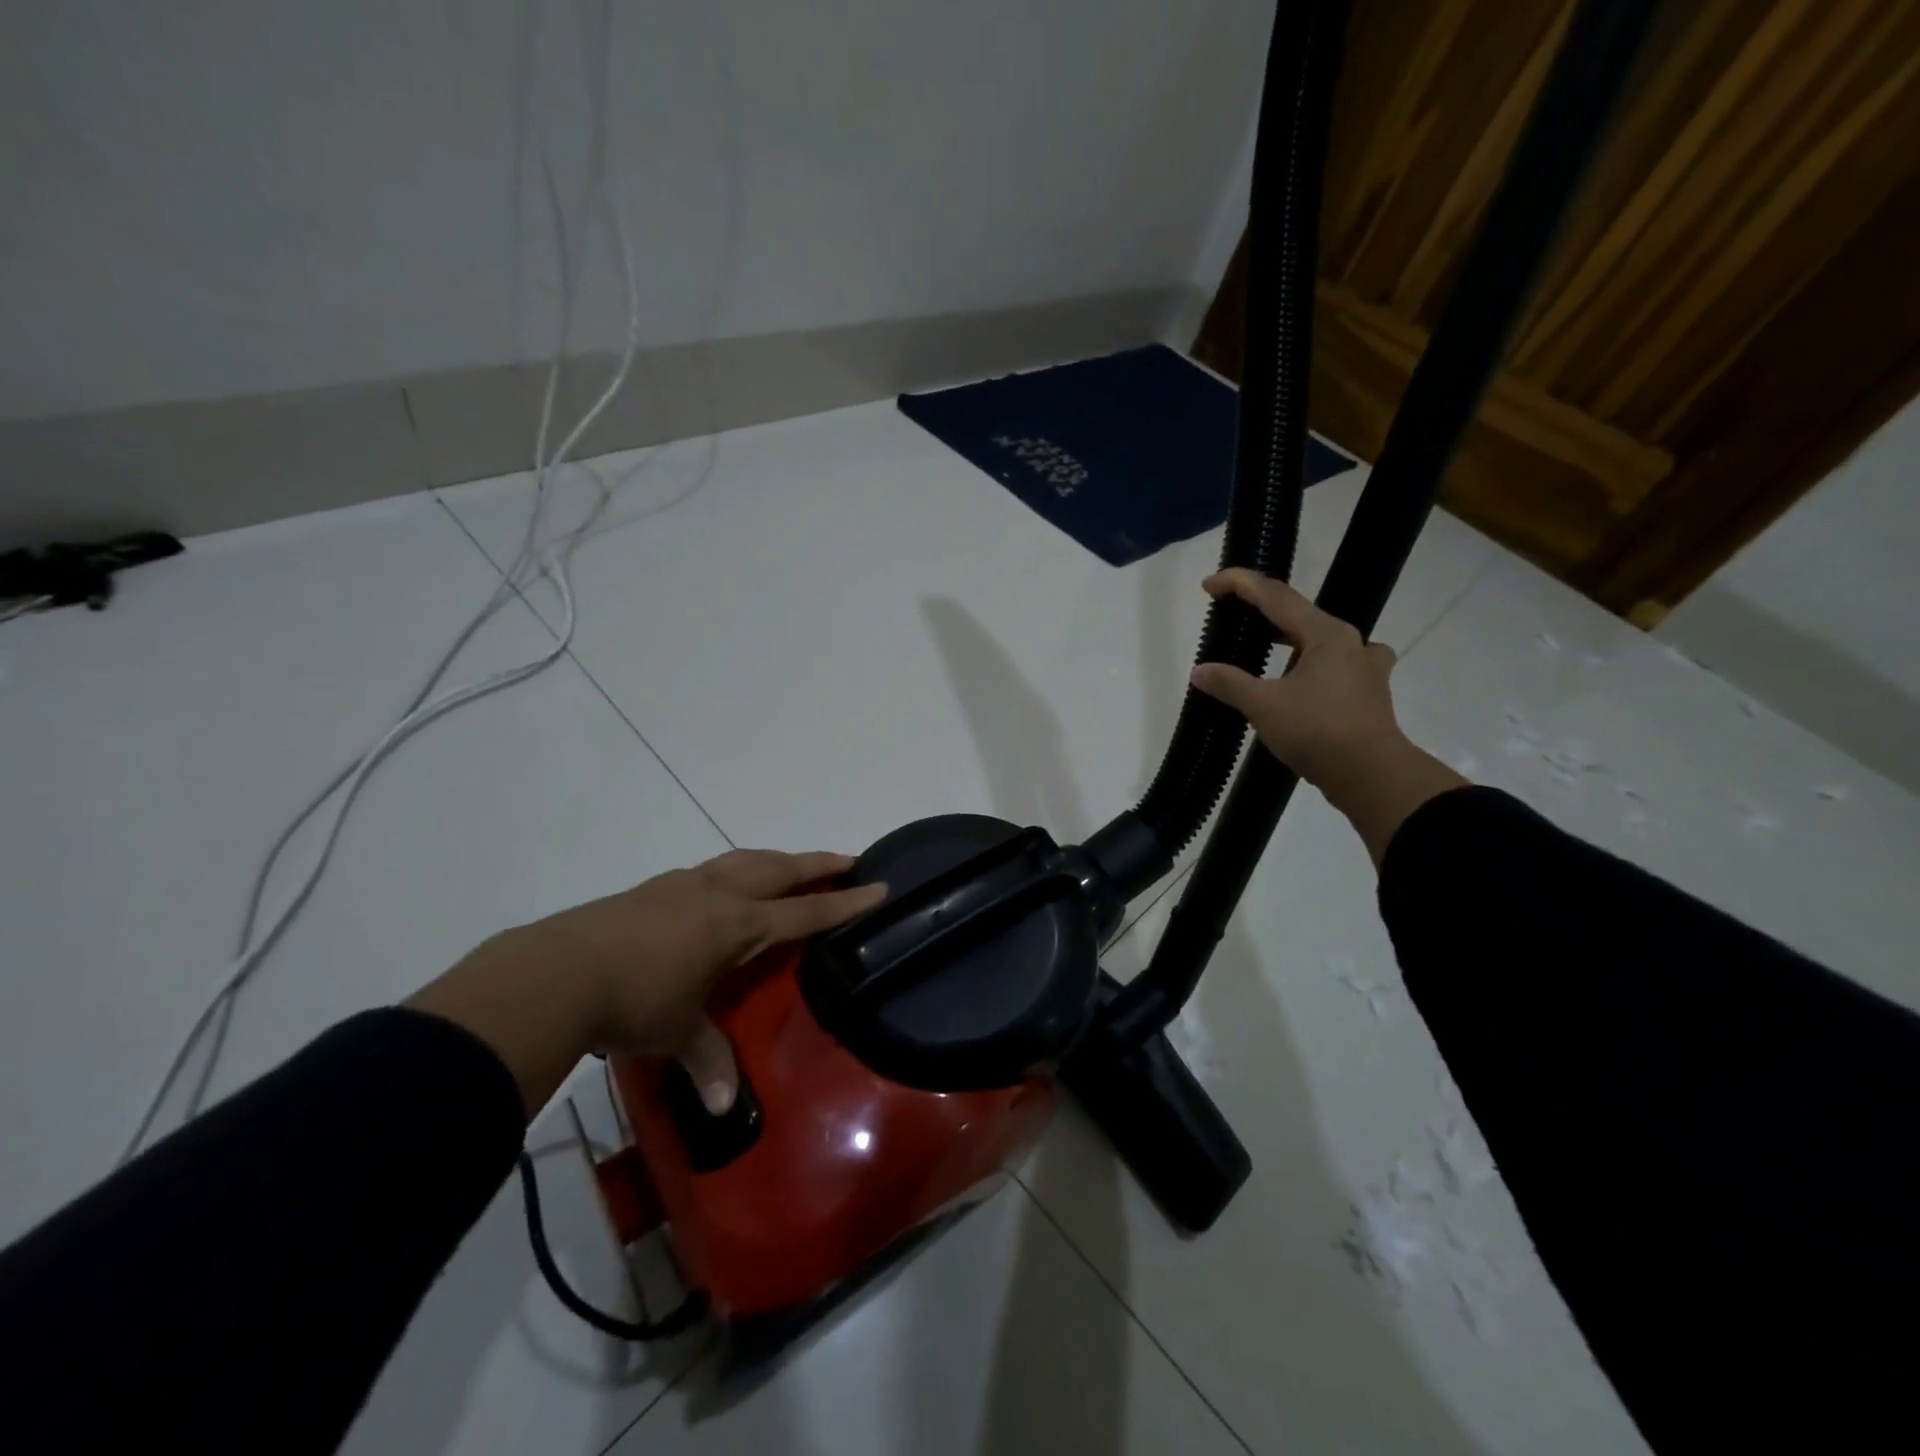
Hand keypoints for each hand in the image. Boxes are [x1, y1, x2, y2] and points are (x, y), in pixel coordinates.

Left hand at [409, 849, 885, 1117]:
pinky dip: (733, 871)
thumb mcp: (676, 1032)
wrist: (556, 972)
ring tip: (789, 866)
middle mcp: (717, 895)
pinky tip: (723, 887)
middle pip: (780, 869)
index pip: (804, 913)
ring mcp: (682, 885)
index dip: (845, 903)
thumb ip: (707, 1060)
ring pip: (743, 860)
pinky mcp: (651, 889)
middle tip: (847, 860)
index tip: (880, 886)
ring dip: (775, 861)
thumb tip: (723, 1106)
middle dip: (817, 864)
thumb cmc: (633, 1001)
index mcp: (736, 924)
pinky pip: (709, 871)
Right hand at [1189, 569, 1465, 863]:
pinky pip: (1334, 665)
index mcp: (1325, 635)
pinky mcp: (1366, 694)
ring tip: (1267, 644)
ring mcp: (1364, 668)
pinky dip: (1312, 664)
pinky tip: (1305, 678)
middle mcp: (1350, 643)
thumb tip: (1200, 671)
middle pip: (1299, 614)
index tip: (1209, 584)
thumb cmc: (1318, 731)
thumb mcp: (1264, 706)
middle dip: (1263, 609)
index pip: (1276, 597)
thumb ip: (1230, 683)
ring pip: (1320, 639)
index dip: (1240, 585)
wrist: (1372, 776)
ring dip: (1290, 636)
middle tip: (1232, 612)